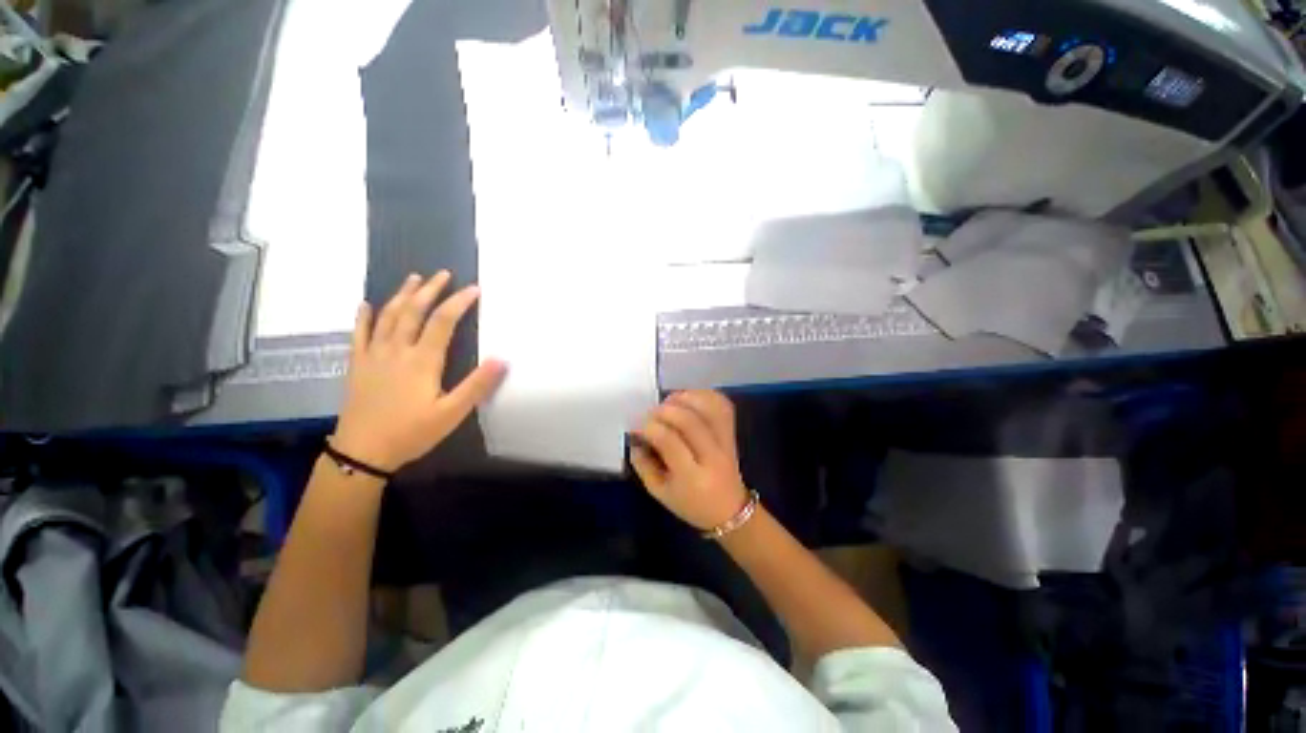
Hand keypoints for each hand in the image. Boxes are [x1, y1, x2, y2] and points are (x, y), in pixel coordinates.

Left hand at [332, 272, 506, 471]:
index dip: (459, 302)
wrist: (362, 452)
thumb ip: (477, 385)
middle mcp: (397, 350)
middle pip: (414, 311)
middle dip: (430, 290)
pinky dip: (363, 316)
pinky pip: (359, 334)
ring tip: (414, 279)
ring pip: (387, 316)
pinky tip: (366, 304)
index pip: (443, 322)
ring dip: (402, 295)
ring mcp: (374, 355)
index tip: (474, 289)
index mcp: (422, 360)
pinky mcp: (358, 365)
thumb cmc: (412, 432)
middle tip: (442, 274)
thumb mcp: (452, 413)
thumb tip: (502, 359)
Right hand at [631, 390, 749, 531]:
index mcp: (691, 477)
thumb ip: (643, 465)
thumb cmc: (691, 504)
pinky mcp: (733, 432)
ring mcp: (726, 441)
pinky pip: (722, 405)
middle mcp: (711, 456)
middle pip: (690, 421)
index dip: (649, 427)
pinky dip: (704, 395)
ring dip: (685, 398)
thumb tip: (635, 438)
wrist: (729, 509)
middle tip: (650, 414)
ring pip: (709, 408)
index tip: (636, 426)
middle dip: (664, 410)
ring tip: (669, 403)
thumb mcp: (660, 493)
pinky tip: (688, 399)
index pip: (669, 441)